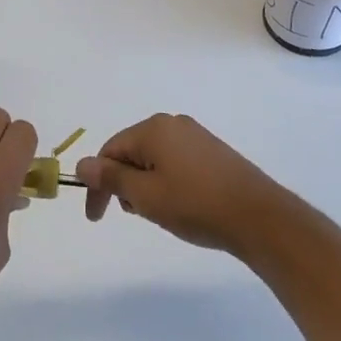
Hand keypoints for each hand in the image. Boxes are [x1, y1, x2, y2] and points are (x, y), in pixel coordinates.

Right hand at [76, 113, 289, 255]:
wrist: (258, 216)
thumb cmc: (195, 205)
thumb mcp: (146, 195)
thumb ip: (111, 178)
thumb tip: (81, 164)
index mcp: (153, 128)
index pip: (110, 151)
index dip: (98, 184)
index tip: (97, 217)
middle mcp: (173, 123)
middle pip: (131, 151)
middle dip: (124, 183)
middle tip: (136, 214)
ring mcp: (195, 136)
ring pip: (153, 158)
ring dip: (146, 185)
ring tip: (161, 213)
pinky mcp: (212, 151)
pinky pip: (175, 161)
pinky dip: (166, 182)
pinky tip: (180, 205)